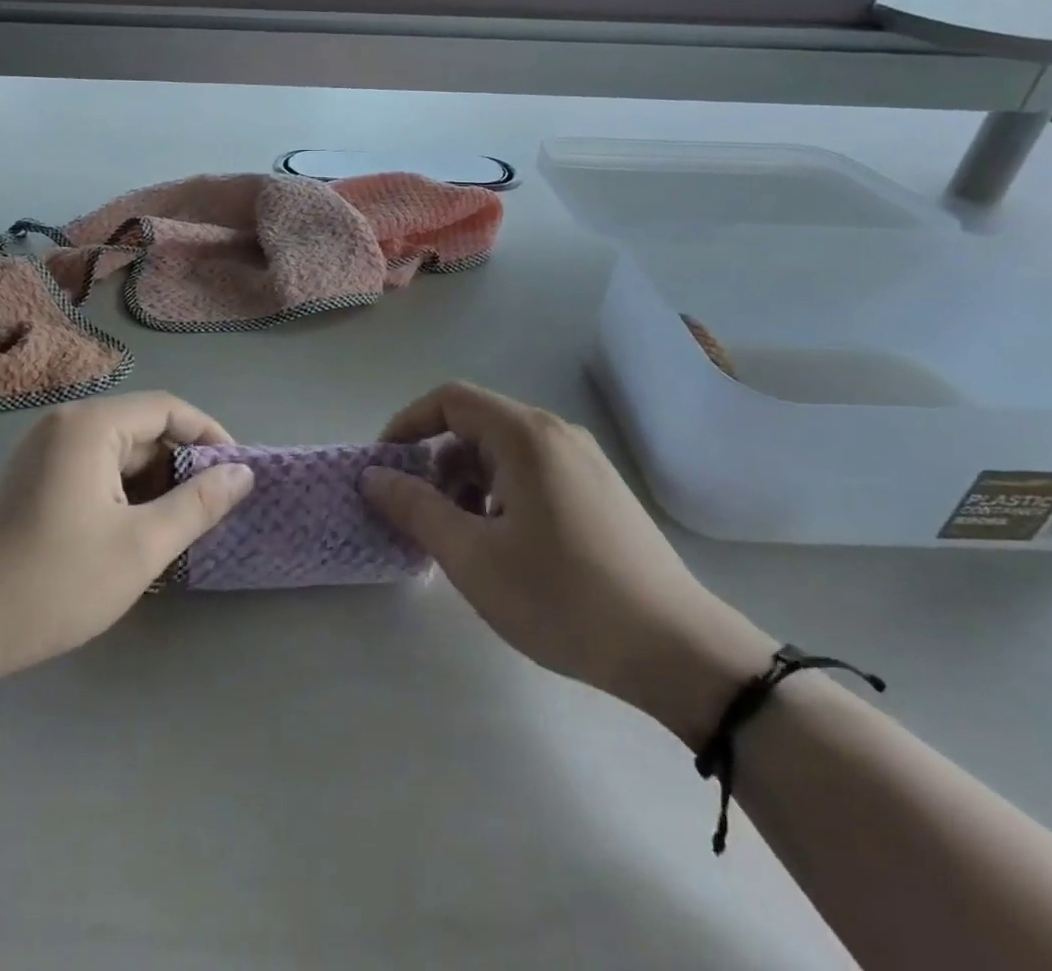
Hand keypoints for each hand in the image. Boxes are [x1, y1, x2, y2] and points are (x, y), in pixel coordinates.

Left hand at [0, 393, 252, 694]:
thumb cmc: (51, 584)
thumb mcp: (140, 547)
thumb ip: (198, 505)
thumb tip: (243, 473)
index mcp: (90, 426)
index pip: (167, 409)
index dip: (210, 436)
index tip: (237, 476)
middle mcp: (64, 425)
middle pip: (142, 430)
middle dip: (180, 467)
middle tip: (208, 514)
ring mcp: (43, 453)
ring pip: (119, 455)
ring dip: (153, 486)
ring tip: (174, 532)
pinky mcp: (32, 480)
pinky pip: (94, 472)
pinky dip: (123, 496)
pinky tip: (132, 536)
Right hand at [362, 382, 774, 744]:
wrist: (677, 651)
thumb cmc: (563, 598)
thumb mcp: (472, 557)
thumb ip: (415, 508)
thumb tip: (373, 476)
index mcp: (525, 436)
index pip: (449, 400)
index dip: (407, 424)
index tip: (384, 466)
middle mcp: (556, 433)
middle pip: (476, 424)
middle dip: (436, 461)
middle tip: (418, 511)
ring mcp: (584, 460)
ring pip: (504, 451)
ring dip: (467, 481)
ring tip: (460, 535)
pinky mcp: (599, 490)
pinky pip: (532, 471)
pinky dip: (500, 492)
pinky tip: (503, 544)